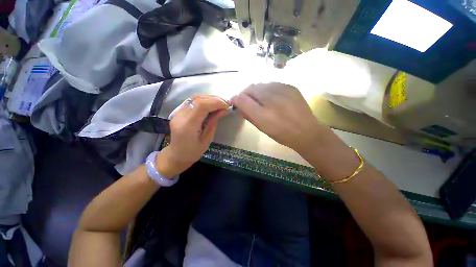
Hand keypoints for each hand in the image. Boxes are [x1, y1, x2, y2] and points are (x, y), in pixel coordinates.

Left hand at [156, 95, 229, 177]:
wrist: (176, 155)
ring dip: (209, 98)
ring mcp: (177, 113)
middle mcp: (180, 116)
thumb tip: (224, 110)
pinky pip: (192, 101)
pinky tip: (212, 104)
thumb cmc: (193, 152)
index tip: (227, 105)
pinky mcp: (178, 112)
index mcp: (187, 126)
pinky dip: (204, 100)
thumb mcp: (207, 139)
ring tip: (221, 103)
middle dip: (214, 99)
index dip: (216, 102)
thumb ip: (214, 122)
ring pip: (194, 98)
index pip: (201, 106)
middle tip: (226, 103)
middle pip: (197, 99)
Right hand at [231, 83, 323, 154]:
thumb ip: (248, 115)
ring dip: (256, 91)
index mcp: (262, 114)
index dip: (235, 99)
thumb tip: (239, 103)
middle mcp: (271, 99)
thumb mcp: (261, 128)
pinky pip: (272, 84)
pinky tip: (272, 97)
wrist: (306, 131)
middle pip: (250, 88)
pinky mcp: (290, 86)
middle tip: (247, 101)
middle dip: (245, 94)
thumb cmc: (281, 134)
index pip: (241, 99)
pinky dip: (267, 89)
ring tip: (260, 99)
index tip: (235, 102)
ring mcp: (282, 90)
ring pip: (261, 85)